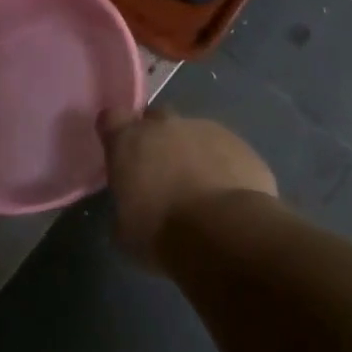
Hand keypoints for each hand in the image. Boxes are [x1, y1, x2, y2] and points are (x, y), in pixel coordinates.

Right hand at [98, 108, 277, 262]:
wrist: (225, 232)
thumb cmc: (163, 233)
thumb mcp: (126, 231)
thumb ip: (126, 206)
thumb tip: (134, 206)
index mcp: (129, 142)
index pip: (112, 118)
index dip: (116, 132)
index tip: (120, 151)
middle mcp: (166, 126)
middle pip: (156, 119)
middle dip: (157, 138)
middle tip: (161, 171)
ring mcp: (206, 129)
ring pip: (193, 133)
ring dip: (192, 152)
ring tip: (200, 188)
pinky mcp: (239, 143)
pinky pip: (224, 148)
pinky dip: (222, 164)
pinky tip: (227, 194)